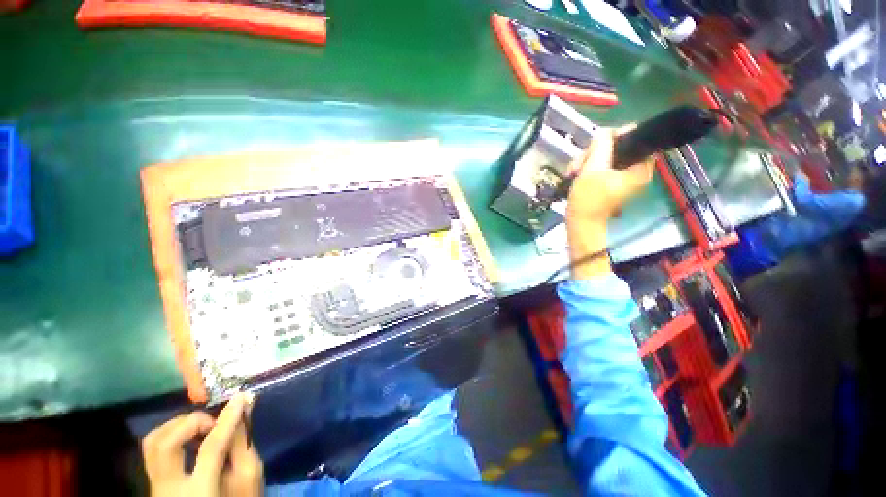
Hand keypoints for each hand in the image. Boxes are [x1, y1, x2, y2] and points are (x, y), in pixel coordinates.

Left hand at [142, 393, 262, 496]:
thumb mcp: (248, 477)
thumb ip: (243, 447)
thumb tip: (241, 413)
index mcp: (200, 492)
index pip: (212, 448)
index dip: (227, 420)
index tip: (240, 397)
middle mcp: (170, 489)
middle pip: (166, 444)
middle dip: (191, 422)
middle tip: (213, 420)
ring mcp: (156, 487)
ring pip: (152, 444)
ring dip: (177, 426)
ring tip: (200, 425)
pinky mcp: (153, 483)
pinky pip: (155, 450)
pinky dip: (171, 435)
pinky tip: (190, 437)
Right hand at [565, 128, 654, 278]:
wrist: (580, 225)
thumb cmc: (588, 200)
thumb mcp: (593, 170)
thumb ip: (602, 146)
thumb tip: (605, 132)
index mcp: (640, 168)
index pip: (636, 138)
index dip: (616, 136)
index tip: (597, 144)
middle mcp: (635, 171)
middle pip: (618, 147)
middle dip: (595, 152)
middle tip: (579, 163)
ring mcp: (622, 178)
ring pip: (606, 156)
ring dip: (587, 160)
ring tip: (573, 171)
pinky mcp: (610, 183)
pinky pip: (601, 166)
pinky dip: (588, 168)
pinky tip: (575, 174)